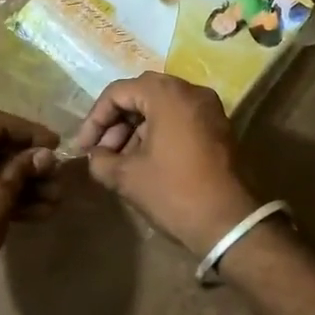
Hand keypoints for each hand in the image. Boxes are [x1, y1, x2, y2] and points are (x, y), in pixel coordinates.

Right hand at [70, 73, 259, 254]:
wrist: (230, 223)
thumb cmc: (174, 192)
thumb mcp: (127, 177)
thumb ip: (101, 160)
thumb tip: (95, 156)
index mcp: (167, 94)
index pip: (118, 92)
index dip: (95, 119)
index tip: (84, 148)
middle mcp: (191, 91)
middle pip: (141, 95)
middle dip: (116, 122)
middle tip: (100, 152)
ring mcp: (209, 108)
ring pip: (161, 107)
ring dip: (136, 129)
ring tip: (120, 161)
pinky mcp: (219, 127)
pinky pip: (180, 119)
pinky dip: (158, 133)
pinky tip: (145, 161)